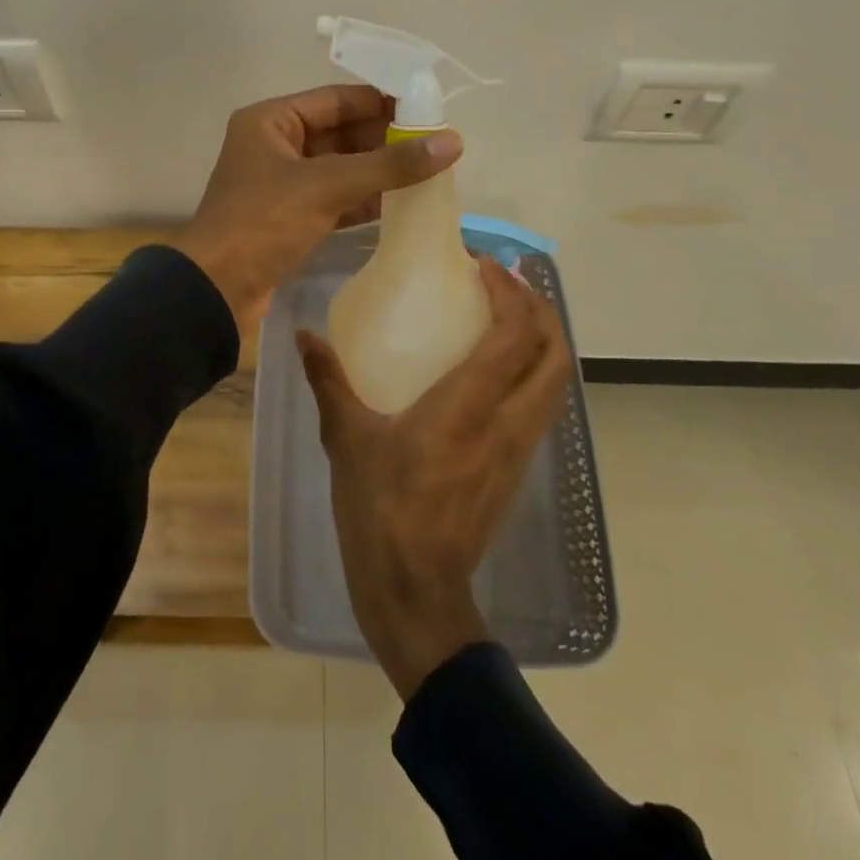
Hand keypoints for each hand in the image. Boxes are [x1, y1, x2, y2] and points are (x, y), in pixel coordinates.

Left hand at [173, 84, 461, 330]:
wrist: (216, 289)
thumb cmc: (263, 222)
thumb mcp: (327, 185)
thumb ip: (388, 164)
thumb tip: (452, 142)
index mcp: (271, 121)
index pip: (337, 100)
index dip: (382, 101)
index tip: (429, 106)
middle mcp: (275, 145)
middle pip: (341, 133)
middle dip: (385, 139)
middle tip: (437, 143)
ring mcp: (283, 184)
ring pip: (341, 169)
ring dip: (380, 171)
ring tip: (431, 170)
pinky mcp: (291, 218)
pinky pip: (336, 199)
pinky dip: (365, 200)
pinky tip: (403, 203)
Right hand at [297, 258, 572, 698]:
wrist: (417, 592)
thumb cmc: (380, 511)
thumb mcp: (346, 440)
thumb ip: (328, 382)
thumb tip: (303, 336)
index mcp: (468, 408)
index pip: (514, 335)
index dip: (510, 292)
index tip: (483, 266)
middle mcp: (506, 422)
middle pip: (555, 353)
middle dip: (540, 309)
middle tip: (507, 284)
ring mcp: (518, 449)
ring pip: (556, 381)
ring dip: (543, 340)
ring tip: (508, 317)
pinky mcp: (515, 469)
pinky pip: (542, 406)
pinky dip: (534, 372)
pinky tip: (498, 370)